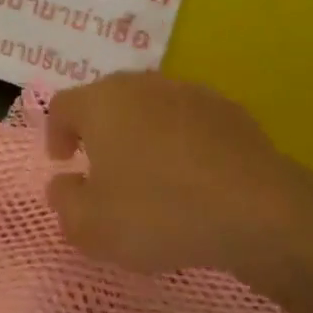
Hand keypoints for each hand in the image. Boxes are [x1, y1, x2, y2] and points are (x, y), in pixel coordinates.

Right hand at [46, 72, 312, 285]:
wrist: (257, 211)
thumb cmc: (158, 213)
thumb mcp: (91, 226)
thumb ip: (64, 202)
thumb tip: (64, 184)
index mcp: (102, 103)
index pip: (63, 106)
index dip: (55, 133)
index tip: (63, 163)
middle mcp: (144, 85)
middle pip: (108, 101)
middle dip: (98, 132)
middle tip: (101, 170)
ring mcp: (192, 94)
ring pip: (151, 109)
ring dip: (141, 136)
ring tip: (149, 177)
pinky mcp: (230, 112)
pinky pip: (189, 124)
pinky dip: (180, 144)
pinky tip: (192, 180)